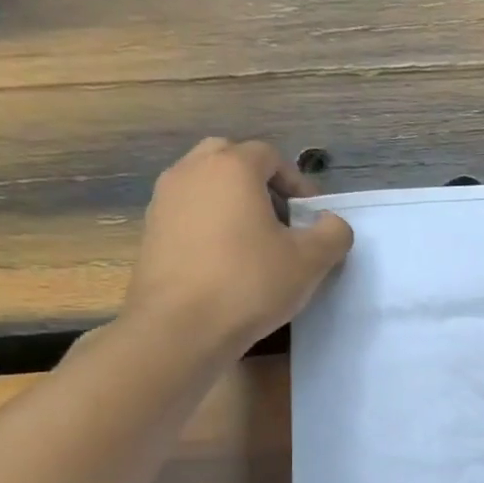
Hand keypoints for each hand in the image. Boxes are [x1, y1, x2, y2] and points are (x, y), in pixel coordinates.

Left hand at [122, 137, 354, 354]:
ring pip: (205, 185)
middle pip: (230, 158)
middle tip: (281, 219)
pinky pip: (188, 212)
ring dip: (232, 203)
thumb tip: (331, 223)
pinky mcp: (150, 231)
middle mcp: (191, 172)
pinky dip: (209, 224)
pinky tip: (226, 262)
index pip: (270, 155)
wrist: (180, 327)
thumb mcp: (311, 261)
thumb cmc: (250, 283)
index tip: (311, 217)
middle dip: (259, 183)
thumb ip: (333, 233)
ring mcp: (164, 200)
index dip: (297, 182)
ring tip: (254, 243)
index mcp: (231, 168)